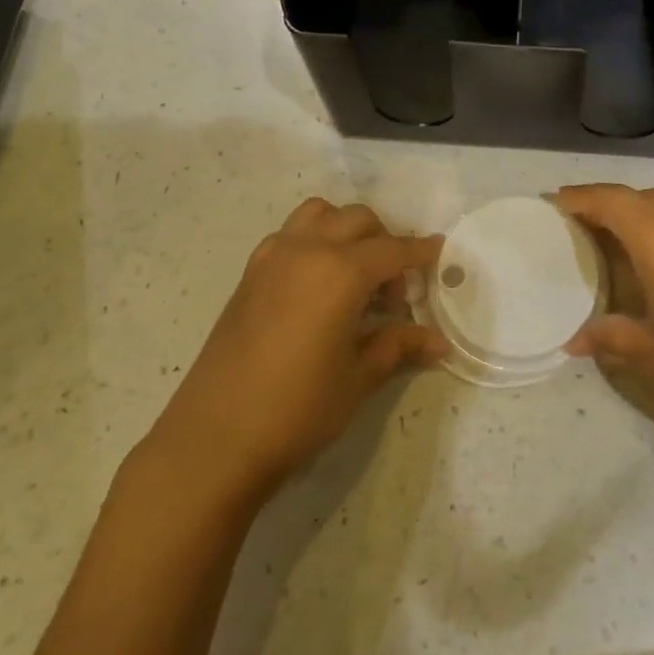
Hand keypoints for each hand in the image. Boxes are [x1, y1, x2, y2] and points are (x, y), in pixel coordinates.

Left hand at [144, 199, 443, 499]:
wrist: (213, 439)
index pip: (393, 249)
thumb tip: (439, 342)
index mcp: (340, 271)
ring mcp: (272, 257)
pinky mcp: (249, 274)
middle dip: (385, 243)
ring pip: (319, 215)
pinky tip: (318, 288)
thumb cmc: (297, 409)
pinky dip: (314, 241)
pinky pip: (291, 235)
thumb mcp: (358, 378)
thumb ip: (398, 346)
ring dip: (346, 231)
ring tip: (354, 276)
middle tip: (393, 293)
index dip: (420, 252)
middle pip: (358, 220)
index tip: (439, 254)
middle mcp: (307, 250)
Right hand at [558, 184, 653, 452]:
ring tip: (616, 235)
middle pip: (640, 196)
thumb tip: (576, 340)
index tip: (555, 202)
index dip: (581, 198)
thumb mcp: (652, 356)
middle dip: (608, 203)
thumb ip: (611, 337)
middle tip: (580, 221)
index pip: (612, 201)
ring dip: (640, 210)